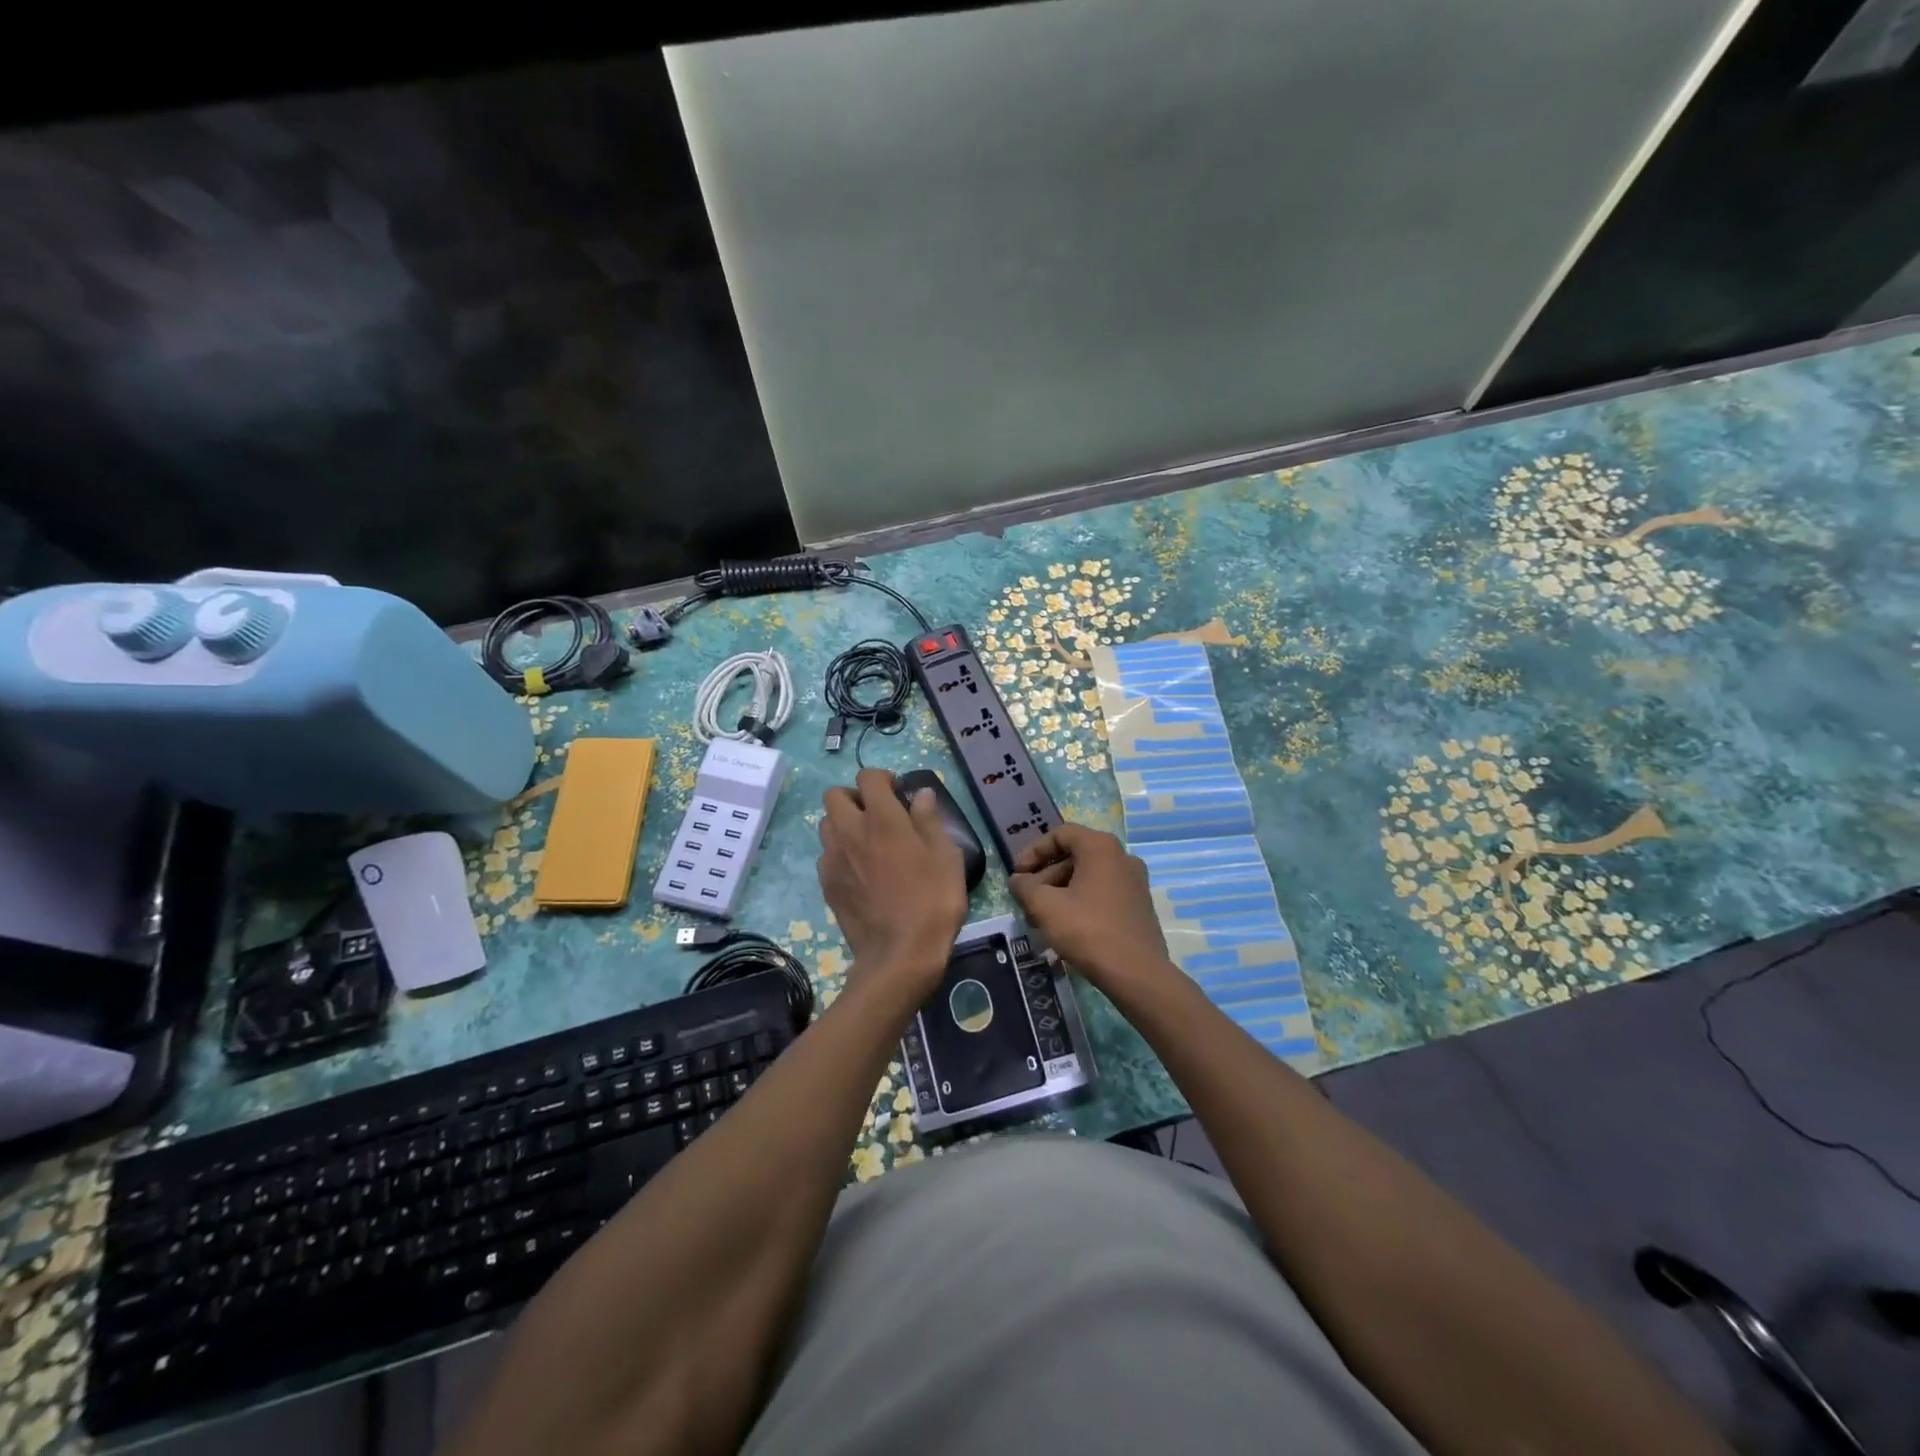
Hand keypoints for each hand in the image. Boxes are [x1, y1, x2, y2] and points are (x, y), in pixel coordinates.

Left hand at [817, 769, 966, 995]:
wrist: (900, 954)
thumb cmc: (932, 900)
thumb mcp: (946, 856)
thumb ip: (929, 820)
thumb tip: (920, 794)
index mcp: (882, 819)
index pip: (868, 777)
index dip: (883, 778)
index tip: (898, 793)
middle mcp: (850, 831)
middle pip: (834, 795)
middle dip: (854, 796)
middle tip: (878, 814)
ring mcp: (833, 859)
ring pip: (826, 824)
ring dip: (844, 823)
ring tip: (867, 841)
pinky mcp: (827, 884)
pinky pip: (826, 855)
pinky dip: (840, 852)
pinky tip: (860, 871)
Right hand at [1010, 823, 1171, 989]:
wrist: (1136, 973)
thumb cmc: (1087, 930)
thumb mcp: (1045, 906)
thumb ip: (1025, 887)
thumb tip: (1018, 881)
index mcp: (1101, 847)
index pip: (1061, 834)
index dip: (1034, 851)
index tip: (1018, 874)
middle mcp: (1122, 857)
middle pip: (1075, 856)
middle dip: (1046, 876)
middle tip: (1028, 900)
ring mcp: (1135, 882)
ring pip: (1088, 877)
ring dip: (1061, 892)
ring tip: (1042, 918)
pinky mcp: (1139, 906)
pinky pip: (1103, 893)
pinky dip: (1081, 902)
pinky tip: (1066, 927)